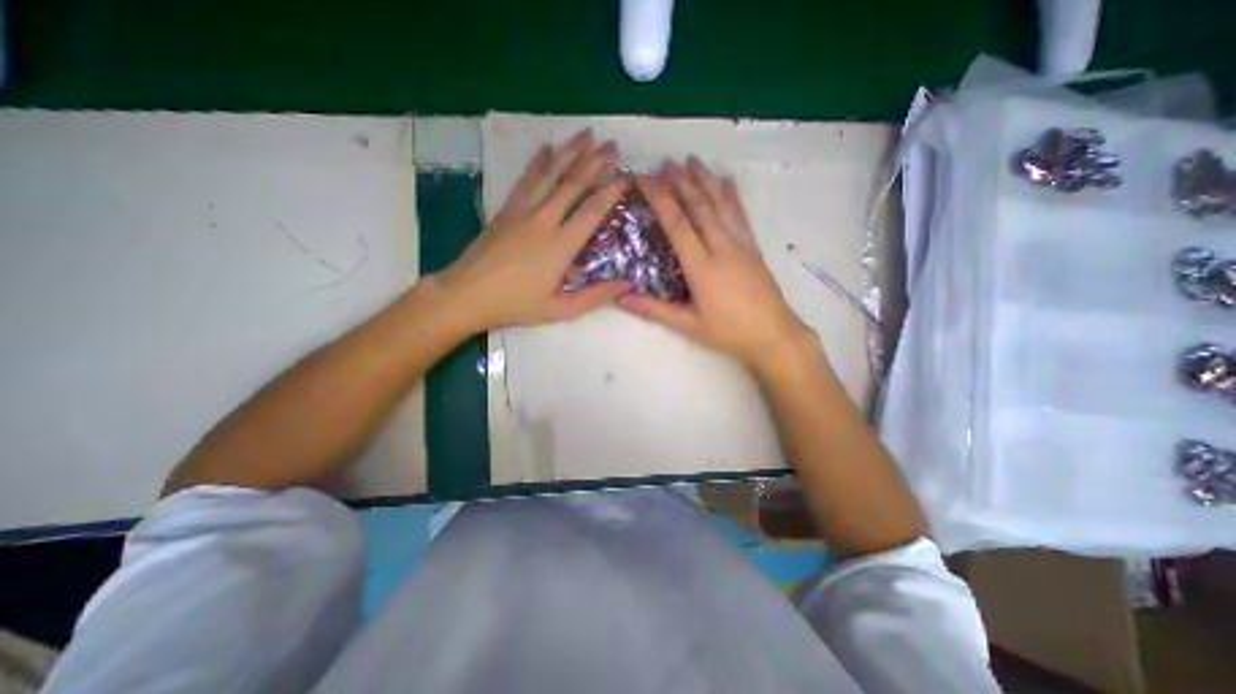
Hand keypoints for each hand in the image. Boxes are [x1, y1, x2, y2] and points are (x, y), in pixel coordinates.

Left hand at [431, 129, 627, 336]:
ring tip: (587, 133)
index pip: (593, 210)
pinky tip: (547, 146)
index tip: (627, 176)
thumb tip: (627, 285)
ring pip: (550, 173)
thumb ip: (595, 296)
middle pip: (573, 183)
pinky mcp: (507, 208)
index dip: (612, 191)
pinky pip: (526, 177)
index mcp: (561, 245)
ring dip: (570, 151)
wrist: (467, 293)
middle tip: (613, 145)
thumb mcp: (560, 308)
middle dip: (595, 161)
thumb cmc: (516, 304)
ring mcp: (523, 209)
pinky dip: (539, 161)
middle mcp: (544, 219)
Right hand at [616, 158, 813, 374]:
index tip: (645, 178)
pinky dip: (731, 195)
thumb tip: (621, 299)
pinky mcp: (753, 248)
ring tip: (692, 160)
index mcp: (702, 267)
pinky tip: (727, 180)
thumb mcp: (688, 325)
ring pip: (720, 206)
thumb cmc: (728, 333)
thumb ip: (654, 310)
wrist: (774, 335)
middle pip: (699, 208)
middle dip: (681, 183)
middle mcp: (721, 248)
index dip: (660, 199)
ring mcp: (741, 245)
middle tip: (665, 162)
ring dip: (705, 181)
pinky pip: (740, 215)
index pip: (677, 224)